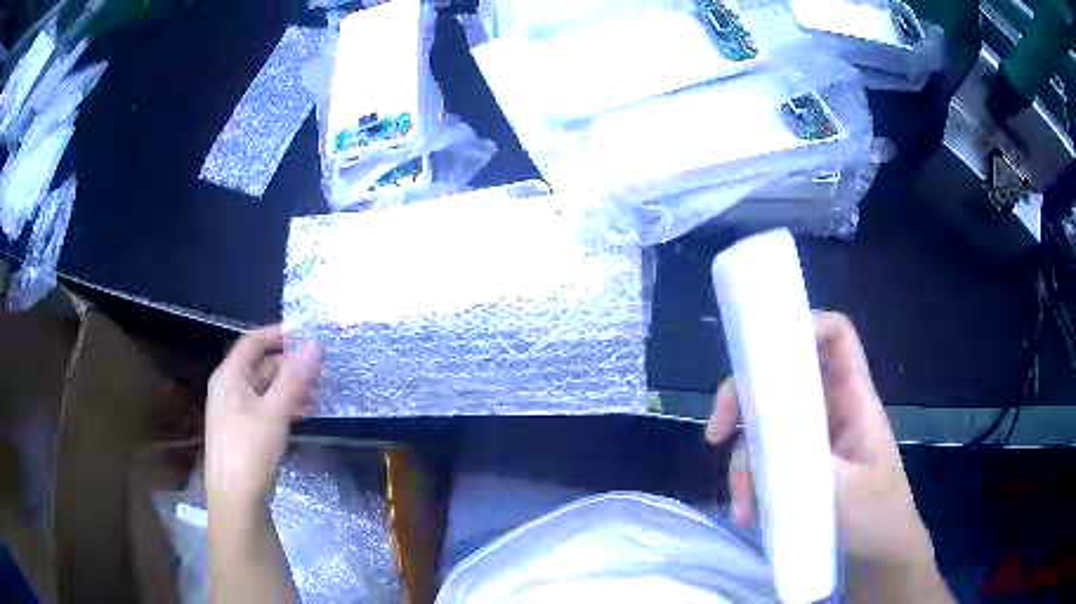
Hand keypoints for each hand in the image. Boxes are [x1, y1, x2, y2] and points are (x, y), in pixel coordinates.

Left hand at [205, 325, 321, 517]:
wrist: (236, 499)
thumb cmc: (250, 450)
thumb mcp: (274, 412)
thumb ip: (294, 378)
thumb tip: (315, 345)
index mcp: (229, 376)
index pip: (253, 341)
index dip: (279, 334)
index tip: (309, 335)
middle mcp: (229, 388)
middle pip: (261, 364)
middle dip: (291, 364)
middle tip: (321, 370)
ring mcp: (236, 411)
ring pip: (265, 388)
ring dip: (291, 386)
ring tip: (320, 393)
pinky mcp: (244, 431)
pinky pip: (266, 407)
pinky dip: (285, 405)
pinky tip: (306, 413)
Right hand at [706, 312, 938, 576]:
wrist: (879, 555)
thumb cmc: (880, 517)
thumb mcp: (848, 494)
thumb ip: (811, 464)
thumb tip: (765, 436)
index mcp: (855, 400)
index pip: (835, 337)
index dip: (801, 326)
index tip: (758, 357)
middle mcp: (830, 410)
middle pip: (783, 379)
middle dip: (745, 401)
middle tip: (718, 433)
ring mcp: (812, 439)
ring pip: (766, 426)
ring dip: (744, 461)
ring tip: (743, 507)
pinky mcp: (798, 468)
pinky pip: (765, 460)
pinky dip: (749, 483)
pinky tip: (749, 514)